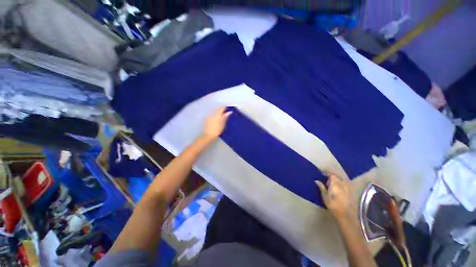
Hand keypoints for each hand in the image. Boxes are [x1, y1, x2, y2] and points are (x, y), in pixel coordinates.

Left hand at [202, 107, 231, 139]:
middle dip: (222, 110)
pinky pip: (212, 115)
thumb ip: (225, 117)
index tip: (229, 108)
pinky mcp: (207, 119)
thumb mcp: (223, 124)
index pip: (222, 108)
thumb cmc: (217, 130)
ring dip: (219, 113)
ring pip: (215, 112)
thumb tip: (229, 112)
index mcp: (217, 114)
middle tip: (227, 112)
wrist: (208, 135)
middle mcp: (212, 114)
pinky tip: (217, 120)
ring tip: (223, 116)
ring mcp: (209, 116)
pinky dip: (216, 116)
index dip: (226, 107)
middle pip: (218, 109)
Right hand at [316, 174, 350, 218]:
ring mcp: (346, 187)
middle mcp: (341, 183)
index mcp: (335, 183)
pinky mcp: (349, 191)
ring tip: (330, 178)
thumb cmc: (333, 205)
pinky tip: (337, 183)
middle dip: (330, 174)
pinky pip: (344, 182)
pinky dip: (340, 181)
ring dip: (335, 177)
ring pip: (341, 178)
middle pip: (336, 175)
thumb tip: (316, 180)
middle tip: (325, 174)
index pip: (330, 174)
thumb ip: (321, 187)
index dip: (326, 172)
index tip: (321, 172)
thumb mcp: (325, 196)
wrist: (345, 214)